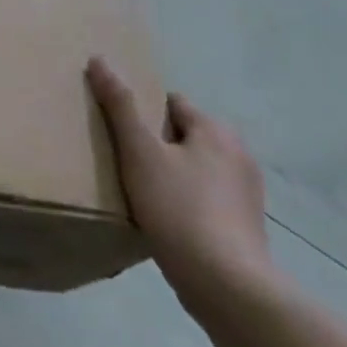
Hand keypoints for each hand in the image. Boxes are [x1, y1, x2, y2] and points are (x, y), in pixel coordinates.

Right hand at [87, 58, 276, 314]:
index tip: (120, 135)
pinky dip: (187, 204)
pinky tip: (167, 223)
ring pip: (196, 169)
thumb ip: (119, 106)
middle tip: (127, 165)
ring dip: (173, 176)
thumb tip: (99, 59)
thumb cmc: (179, 209)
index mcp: (216, 130)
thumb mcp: (139, 152)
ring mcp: (247, 194)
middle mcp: (239, 154)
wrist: (228, 288)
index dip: (143, 114)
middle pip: (184, 136)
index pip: (171, 103)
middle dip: (158, 146)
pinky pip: (207, 200)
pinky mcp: (247, 227)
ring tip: (143, 196)